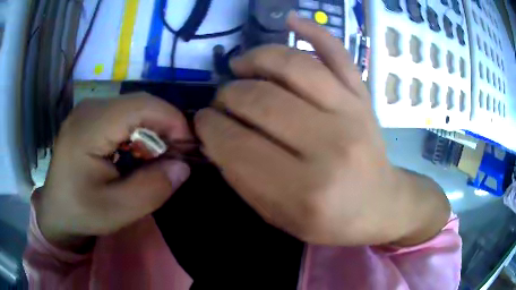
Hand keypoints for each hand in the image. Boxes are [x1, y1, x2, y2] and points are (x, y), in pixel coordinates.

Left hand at [36, 94, 190, 251]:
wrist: (56, 211)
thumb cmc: (81, 212)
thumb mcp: (117, 211)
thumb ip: (152, 189)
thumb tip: (183, 166)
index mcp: (89, 127)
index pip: (140, 106)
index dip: (171, 119)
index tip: (190, 146)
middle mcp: (89, 108)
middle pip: (138, 103)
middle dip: (165, 125)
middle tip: (178, 155)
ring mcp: (88, 110)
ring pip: (133, 107)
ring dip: (153, 129)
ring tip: (161, 156)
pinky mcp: (90, 117)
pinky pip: (123, 115)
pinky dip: (139, 131)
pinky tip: (139, 152)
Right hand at [195, 13, 449, 245]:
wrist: (381, 205)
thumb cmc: (331, 221)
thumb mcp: (279, 217)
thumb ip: (243, 179)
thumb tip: (215, 136)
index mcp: (304, 190)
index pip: (236, 144)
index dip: (209, 127)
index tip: (202, 121)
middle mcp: (329, 146)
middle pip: (259, 100)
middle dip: (226, 96)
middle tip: (221, 101)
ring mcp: (351, 113)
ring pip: (292, 66)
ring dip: (255, 59)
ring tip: (240, 66)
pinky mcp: (363, 96)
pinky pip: (338, 53)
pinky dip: (313, 30)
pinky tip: (291, 19)